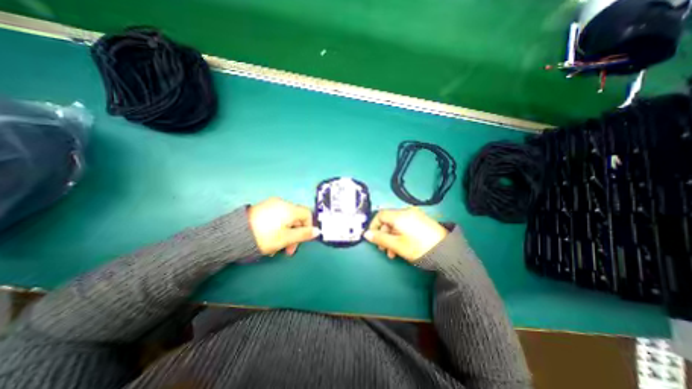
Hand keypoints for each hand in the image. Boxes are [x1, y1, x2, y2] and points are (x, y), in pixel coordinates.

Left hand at [247, 198, 320, 258]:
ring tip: (276, 249)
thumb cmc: (265, 236)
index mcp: (290, 209)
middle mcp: (282, 203)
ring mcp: (271, 205)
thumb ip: (304, 234)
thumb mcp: (286, 238)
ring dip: (285, 234)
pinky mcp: (262, 209)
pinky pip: (276, 218)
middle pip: (296, 218)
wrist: (234, 234)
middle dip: (295, 235)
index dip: (308, 227)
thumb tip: (318, 231)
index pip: (307, 214)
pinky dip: (277, 229)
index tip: (302, 240)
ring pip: (286, 220)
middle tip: (288, 250)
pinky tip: (269, 240)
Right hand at [364, 207, 445, 261]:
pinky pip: (405, 225)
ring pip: (396, 224)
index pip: (380, 214)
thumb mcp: (397, 245)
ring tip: (393, 253)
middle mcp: (407, 211)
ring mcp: (415, 215)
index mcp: (400, 215)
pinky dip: (400, 234)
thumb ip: (380, 238)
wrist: (447, 252)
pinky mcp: (421, 221)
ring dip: (391, 237)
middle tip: (383, 249)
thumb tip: (366, 234)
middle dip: (383, 234)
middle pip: (388, 220)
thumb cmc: (419, 248)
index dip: (373, 225)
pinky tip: (401, 246)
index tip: (372, 238)